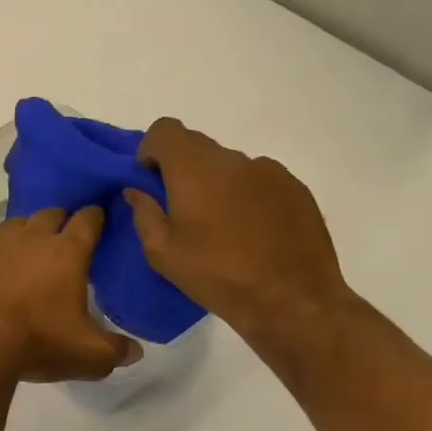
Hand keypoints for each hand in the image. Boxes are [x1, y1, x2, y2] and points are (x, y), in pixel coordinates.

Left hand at [0, 207, 138, 385]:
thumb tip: (135, 351)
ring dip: (26, 229)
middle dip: (61, 220)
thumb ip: (117, 350)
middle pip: (51, 214)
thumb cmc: (38, 343)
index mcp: (68, 252)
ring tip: (29, 246)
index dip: (95, 216)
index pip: (87, 220)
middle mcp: (33, 238)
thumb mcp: (90, 356)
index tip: (98, 217)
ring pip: (16, 222)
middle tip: (65, 236)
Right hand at [124, 119, 352, 349]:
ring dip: (216, 182)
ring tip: (221, 224)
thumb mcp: (162, 252)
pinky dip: (246, 194)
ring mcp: (270, 172)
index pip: (166, 130)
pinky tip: (252, 230)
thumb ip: (144, 213)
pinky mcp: (295, 189)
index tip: (151, 179)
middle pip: (196, 145)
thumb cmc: (217, 275)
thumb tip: (136, 191)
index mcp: (195, 170)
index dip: (151, 149)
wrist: (292, 300)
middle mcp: (233, 160)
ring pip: (229, 164)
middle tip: (180, 207)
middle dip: (181, 167)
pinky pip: (258, 179)